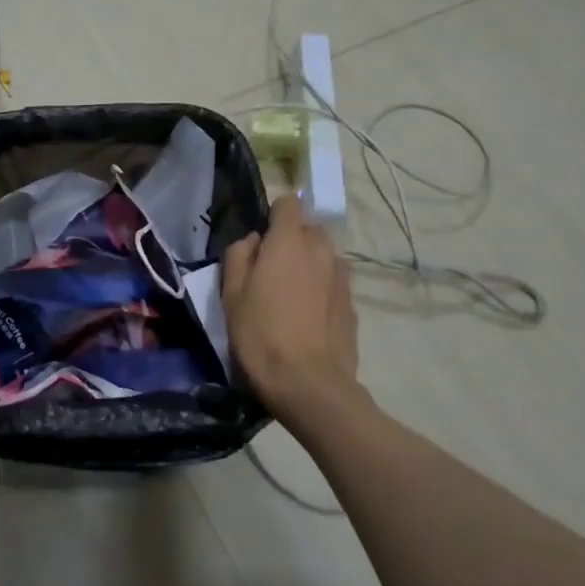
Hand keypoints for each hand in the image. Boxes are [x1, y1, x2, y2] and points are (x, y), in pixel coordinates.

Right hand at [223, 196, 361, 418]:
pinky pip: (333, 282)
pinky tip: (307, 316)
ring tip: (290, 295)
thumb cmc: (261, 333)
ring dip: (308, 264)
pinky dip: (320, 288)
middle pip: (308, 228)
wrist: (309, 383)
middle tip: (270, 270)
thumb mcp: (231, 293)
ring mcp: (342, 276)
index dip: (273, 215)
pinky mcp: (352, 303)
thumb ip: (239, 255)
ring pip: (323, 255)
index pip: (289, 202)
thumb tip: (253, 241)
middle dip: (291, 240)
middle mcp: (321, 250)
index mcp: (289, 241)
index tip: (261, 238)